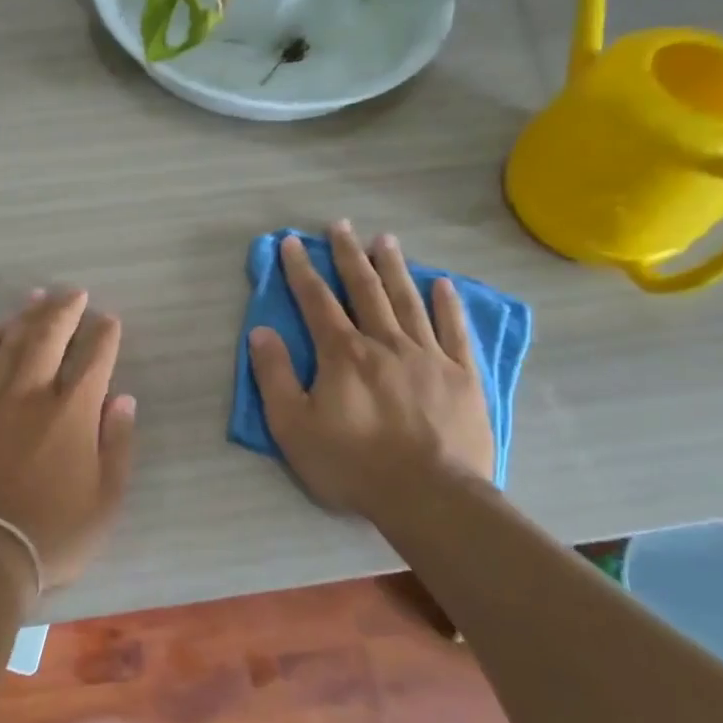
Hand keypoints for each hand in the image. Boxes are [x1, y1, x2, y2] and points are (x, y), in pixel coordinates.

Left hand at [0, 289, 136, 590]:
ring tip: (39, 294)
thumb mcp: (106, 500)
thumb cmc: (53, 534)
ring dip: (28, 315)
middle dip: (66, 310)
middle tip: (75, 293)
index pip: (94, 359)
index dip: (104, 335)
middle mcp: (33, 395)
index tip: (109, 320)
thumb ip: (117, 444)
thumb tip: (123, 399)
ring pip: (12, 343)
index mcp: (73, 413)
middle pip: (49, 337)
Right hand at [250, 223, 494, 517]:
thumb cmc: (352, 465)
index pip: (316, 301)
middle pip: (364, 289)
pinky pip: (454, 330)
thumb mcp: (293, 427)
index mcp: (343, 354)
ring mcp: (428, 356)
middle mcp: (385, 343)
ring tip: (386, 239)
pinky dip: (447, 304)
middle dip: (349, 255)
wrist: (429, 497)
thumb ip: (274, 376)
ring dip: (394, 267)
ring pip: (408, 300)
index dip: (301, 269)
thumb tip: (261, 332)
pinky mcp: (461, 376)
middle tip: (341, 225)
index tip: (292, 242)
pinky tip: (442, 283)